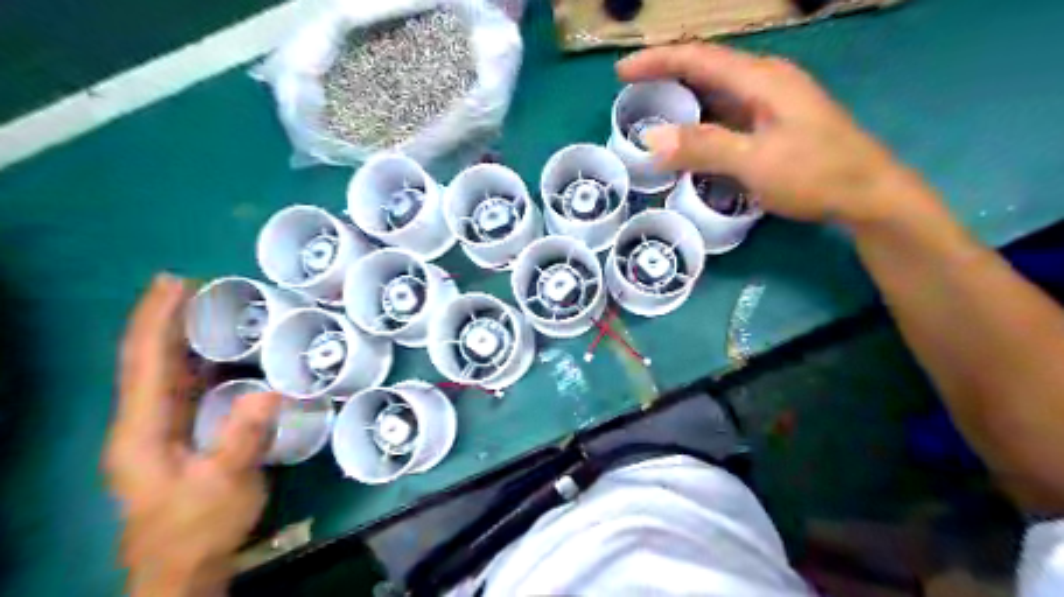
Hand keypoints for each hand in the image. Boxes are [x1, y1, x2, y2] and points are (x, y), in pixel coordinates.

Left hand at [101, 276, 277, 596]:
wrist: (183, 565)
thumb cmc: (198, 526)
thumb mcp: (225, 486)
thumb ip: (242, 440)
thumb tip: (268, 390)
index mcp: (142, 430)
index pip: (144, 362)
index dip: (157, 319)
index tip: (173, 283)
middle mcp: (141, 421)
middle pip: (146, 358)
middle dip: (164, 317)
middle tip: (194, 283)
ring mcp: (156, 428)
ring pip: (163, 370)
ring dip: (180, 334)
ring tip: (207, 304)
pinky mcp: (176, 434)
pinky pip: (183, 385)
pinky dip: (196, 359)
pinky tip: (218, 349)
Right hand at [621, 42, 933, 226]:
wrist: (867, 193)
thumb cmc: (815, 174)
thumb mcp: (755, 162)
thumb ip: (703, 148)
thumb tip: (651, 140)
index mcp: (761, 79)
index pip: (698, 57)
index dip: (657, 60)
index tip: (621, 72)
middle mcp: (765, 81)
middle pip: (706, 68)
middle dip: (665, 76)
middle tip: (631, 93)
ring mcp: (771, 101)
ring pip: (716, 91)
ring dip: (682, 98)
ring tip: (650, 111)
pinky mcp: (773, 122)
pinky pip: (726, 112)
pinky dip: (700, 119)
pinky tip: (687, 135)